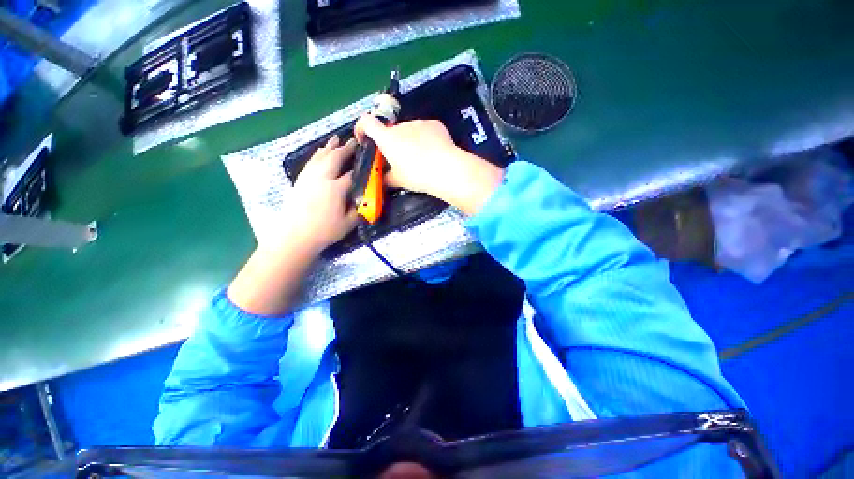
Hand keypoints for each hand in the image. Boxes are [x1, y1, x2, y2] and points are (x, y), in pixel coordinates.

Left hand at [285, 135, 358, 251]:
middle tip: (354, 142)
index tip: (369, 162)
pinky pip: (311, 162)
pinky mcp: (300, 180)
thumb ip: (359, 209)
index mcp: (335, 188)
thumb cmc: (324, 231)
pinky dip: (318, 154)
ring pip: (320, 156)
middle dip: (346, 149)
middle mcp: (321, 178)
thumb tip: (365, 198)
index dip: (362, 168)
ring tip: (336, 138)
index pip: (352, 174)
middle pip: (335, 158)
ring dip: (330, 147)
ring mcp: (309, 177)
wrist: (294, 236)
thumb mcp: (349, 223)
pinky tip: (320, 152)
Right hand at [355, 115, 503, 215]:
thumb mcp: (399, 180)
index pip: (366, 122)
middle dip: (393, 143)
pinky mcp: (434, 124)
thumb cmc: (417, 175)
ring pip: (409, 131)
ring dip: (410, 141)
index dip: (361, 128)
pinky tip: (434, 151)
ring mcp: (419, 122)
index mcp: (388, 138)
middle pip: (392, 132)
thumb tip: (383, 179)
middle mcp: (401, 126)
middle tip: (402, 160)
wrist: (446, 169)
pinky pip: (425, 130)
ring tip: (422, 158)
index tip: (364, 139)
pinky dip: (425, 138)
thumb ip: (387, 178)